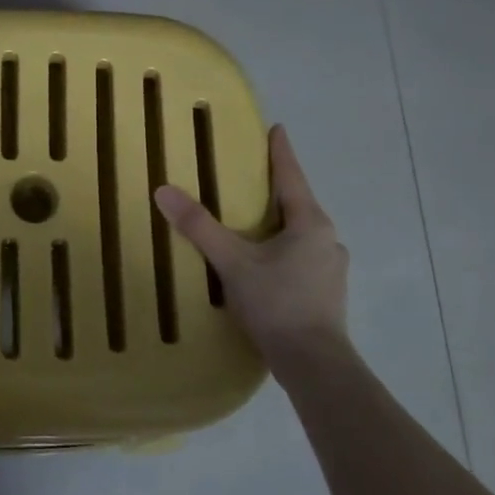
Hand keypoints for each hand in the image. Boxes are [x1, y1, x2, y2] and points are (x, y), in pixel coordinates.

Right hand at [153, 124, 347, 365]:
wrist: (314, 365)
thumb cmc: (277, 303)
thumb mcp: (232, 262)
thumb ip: (199, 227)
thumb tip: (164, 190)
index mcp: (310, 223)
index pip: (292, 176)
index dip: (281, 152)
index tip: (276, 129)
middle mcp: (327, 240)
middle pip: (298, 204)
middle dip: (275, 190)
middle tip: (249, 178)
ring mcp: (331, 268)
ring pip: (301, 233)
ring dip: (279, 223)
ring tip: (252, 222)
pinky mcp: (326, 293)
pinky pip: (301, 256)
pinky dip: (282, 249)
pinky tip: (264, 263)